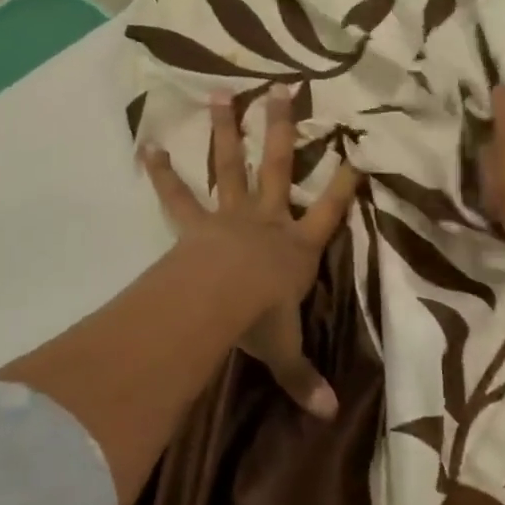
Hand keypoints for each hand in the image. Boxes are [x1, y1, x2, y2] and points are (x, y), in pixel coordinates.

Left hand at [142, 91, 360, 418]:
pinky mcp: (196, 223)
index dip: (344, 185)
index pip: (329, 212)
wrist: (220, 303)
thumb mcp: (286, 351)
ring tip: (222, 92)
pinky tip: (147, 145)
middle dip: (283, 128)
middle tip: (284, 89)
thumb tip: (331, 415)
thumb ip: (306, 379)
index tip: (357, 153)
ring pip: (231, 165)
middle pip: (278, 166)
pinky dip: (162, 173)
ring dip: (227, 130)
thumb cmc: (261, 321)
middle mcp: (268, 220)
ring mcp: (230, 215)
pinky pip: (177, 195)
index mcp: (297, 248)